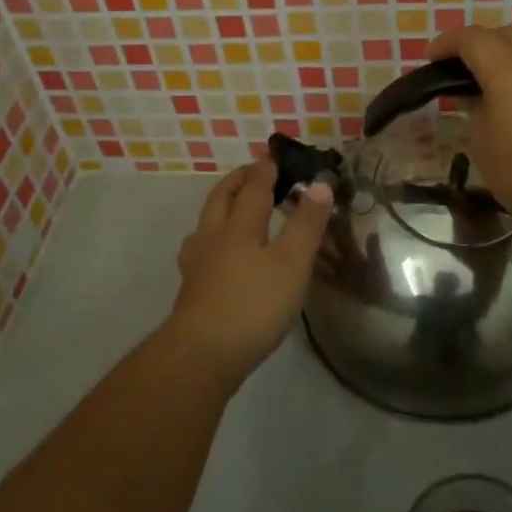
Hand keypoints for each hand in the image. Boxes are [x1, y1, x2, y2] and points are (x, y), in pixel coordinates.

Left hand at [168, 161, 333, 386]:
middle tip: (252, 172)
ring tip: (232, 206)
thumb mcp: (292, 263)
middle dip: (237, 181)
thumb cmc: (253, 305)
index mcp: (240, 226)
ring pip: (206, 222)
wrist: (202, 354)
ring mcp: (198, 263)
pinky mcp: (191, 288)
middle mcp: (214, 237)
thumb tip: (319, 183)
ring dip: (220, 206)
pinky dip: (211, 237)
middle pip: (222, 198)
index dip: (265, 171)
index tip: (273, 157)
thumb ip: (306, 224)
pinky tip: (214, 253)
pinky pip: (200, 248)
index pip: (253, 188)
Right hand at [426, 24, 511, 242]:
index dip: (447, 43)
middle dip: (478, 44)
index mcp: (509, 67)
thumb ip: (474, 107)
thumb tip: (472, 93)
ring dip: (509, 45)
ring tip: (495, 71)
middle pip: (504, 32)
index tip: (432, 59)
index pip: (472, 38)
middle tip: (461, 69)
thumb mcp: (482, 141)